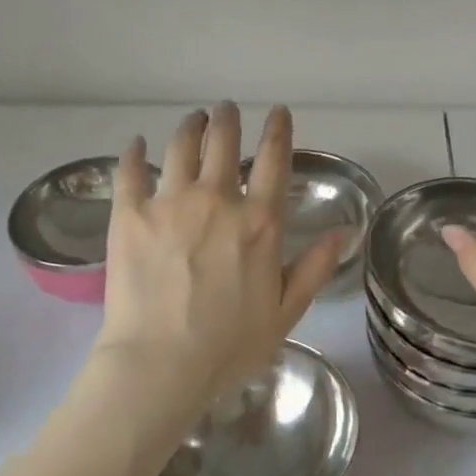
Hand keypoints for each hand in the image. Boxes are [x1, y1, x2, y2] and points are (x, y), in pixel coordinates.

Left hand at [95, 103, 344, 418]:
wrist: (160, 366)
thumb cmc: (229, 346)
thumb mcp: (286, 311)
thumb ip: (315, 267)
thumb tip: (345, 231)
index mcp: (259, 221)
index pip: (274, 159)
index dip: (278, 129)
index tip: (277, 111)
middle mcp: (217, 199)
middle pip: (223, 140)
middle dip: (227, 118)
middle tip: (225, 109)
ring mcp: (170, 202)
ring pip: (181, 145)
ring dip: (190, 126)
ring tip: (193, 119)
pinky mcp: (130, 215)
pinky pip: (130, 170)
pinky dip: (133, 152)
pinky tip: (136, 143)